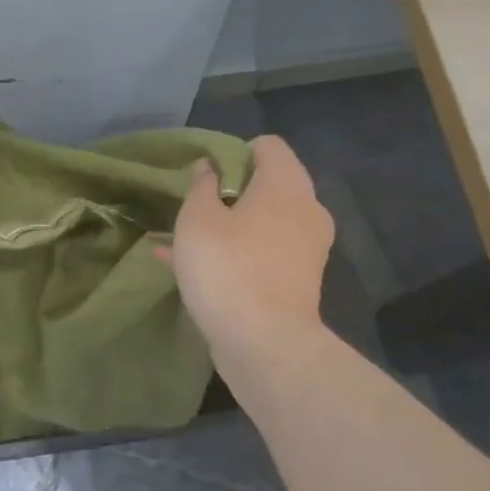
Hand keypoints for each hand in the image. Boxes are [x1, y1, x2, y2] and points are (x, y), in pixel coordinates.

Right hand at [161, 135, 334, 355]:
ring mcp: (306, 248)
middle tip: (193, 206)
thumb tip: (208, 167)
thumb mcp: (197, 220)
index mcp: (286, 185)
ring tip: (183, 237)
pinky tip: (191, 267)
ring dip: (227, 225)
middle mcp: (306, 210)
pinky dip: (235, 253)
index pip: (268, 145)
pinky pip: (263, 253)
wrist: (266, 345)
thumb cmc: (228, 269)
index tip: (204, 174)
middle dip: (228, 192)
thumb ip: (201, 186)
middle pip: (267, 184)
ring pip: (262, 223)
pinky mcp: (298, 281)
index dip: (233, 152)